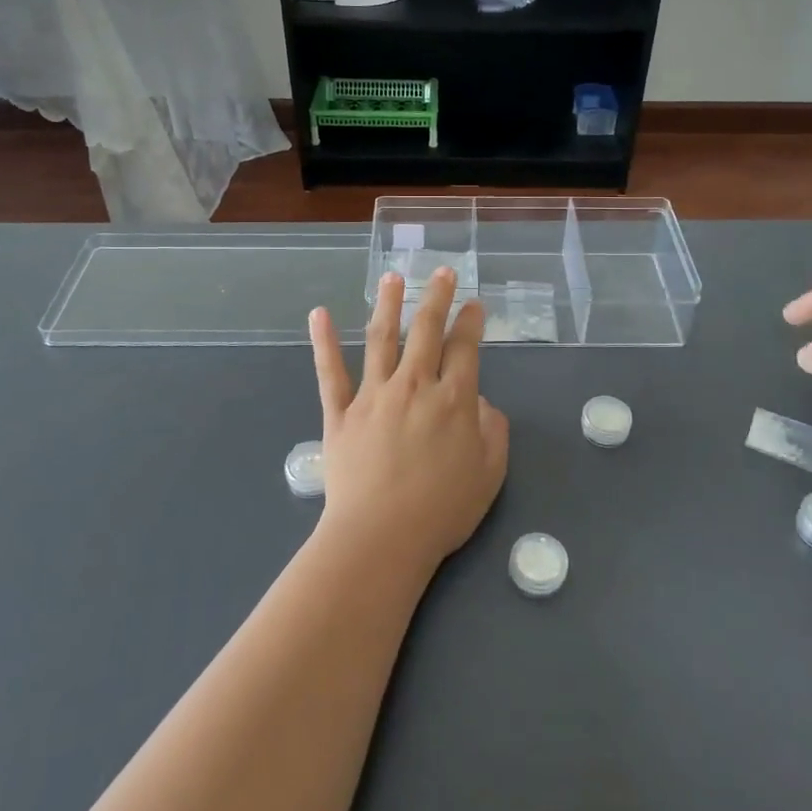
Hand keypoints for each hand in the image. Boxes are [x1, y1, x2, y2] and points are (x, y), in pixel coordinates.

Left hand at [309, 268, 509, 573]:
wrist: (381, 537)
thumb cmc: (442, 511)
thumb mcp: (489, 473)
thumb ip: (493, 430)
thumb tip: (481, 401)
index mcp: (453, 399)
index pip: (465, 348)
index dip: (471, 322)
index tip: (474, 304)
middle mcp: (414, 385)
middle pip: (426, 331)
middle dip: (436, 298)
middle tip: (441, 273)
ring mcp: (373, 396)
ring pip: (381, 339)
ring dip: (387, 304)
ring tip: (392, 277)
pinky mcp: (339, 414)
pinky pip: (330, 372)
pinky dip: (323, 342)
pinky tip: (319, 314)